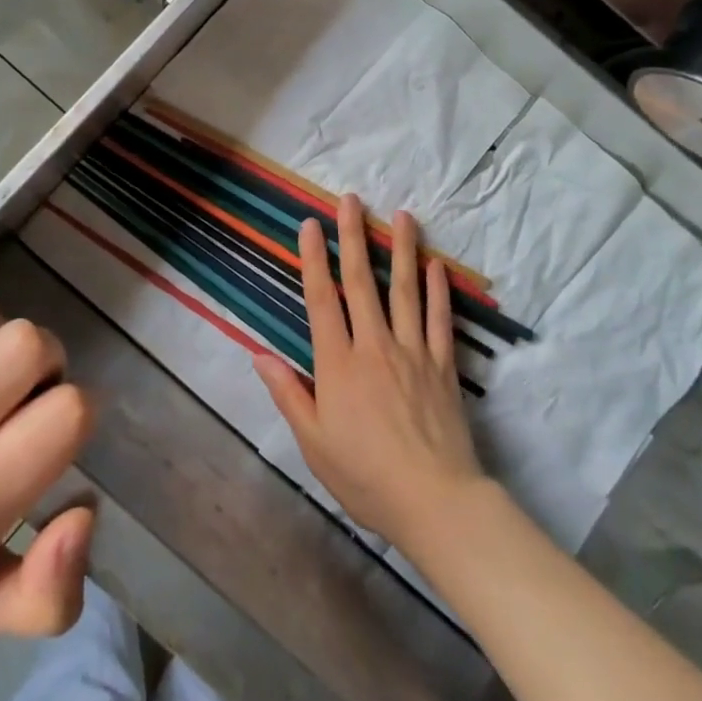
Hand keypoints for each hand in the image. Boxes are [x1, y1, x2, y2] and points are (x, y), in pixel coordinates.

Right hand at [254, 195, 488, 552]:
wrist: (434, 500)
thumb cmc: (365, 475)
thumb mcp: (313, 442)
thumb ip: (289, 394)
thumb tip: (258, 355)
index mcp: (338, 364)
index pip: (322, 300)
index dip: (314, 259)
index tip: (311, 225)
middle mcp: (374, 346)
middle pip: (362, 282)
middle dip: (355, 237)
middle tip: (351, 200)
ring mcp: (412, 351)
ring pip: (405, 291)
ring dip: (402, 250)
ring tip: (402, 215)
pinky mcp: (443, 365)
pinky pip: (439, 319)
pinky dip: (439, 290)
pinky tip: (436, 265)